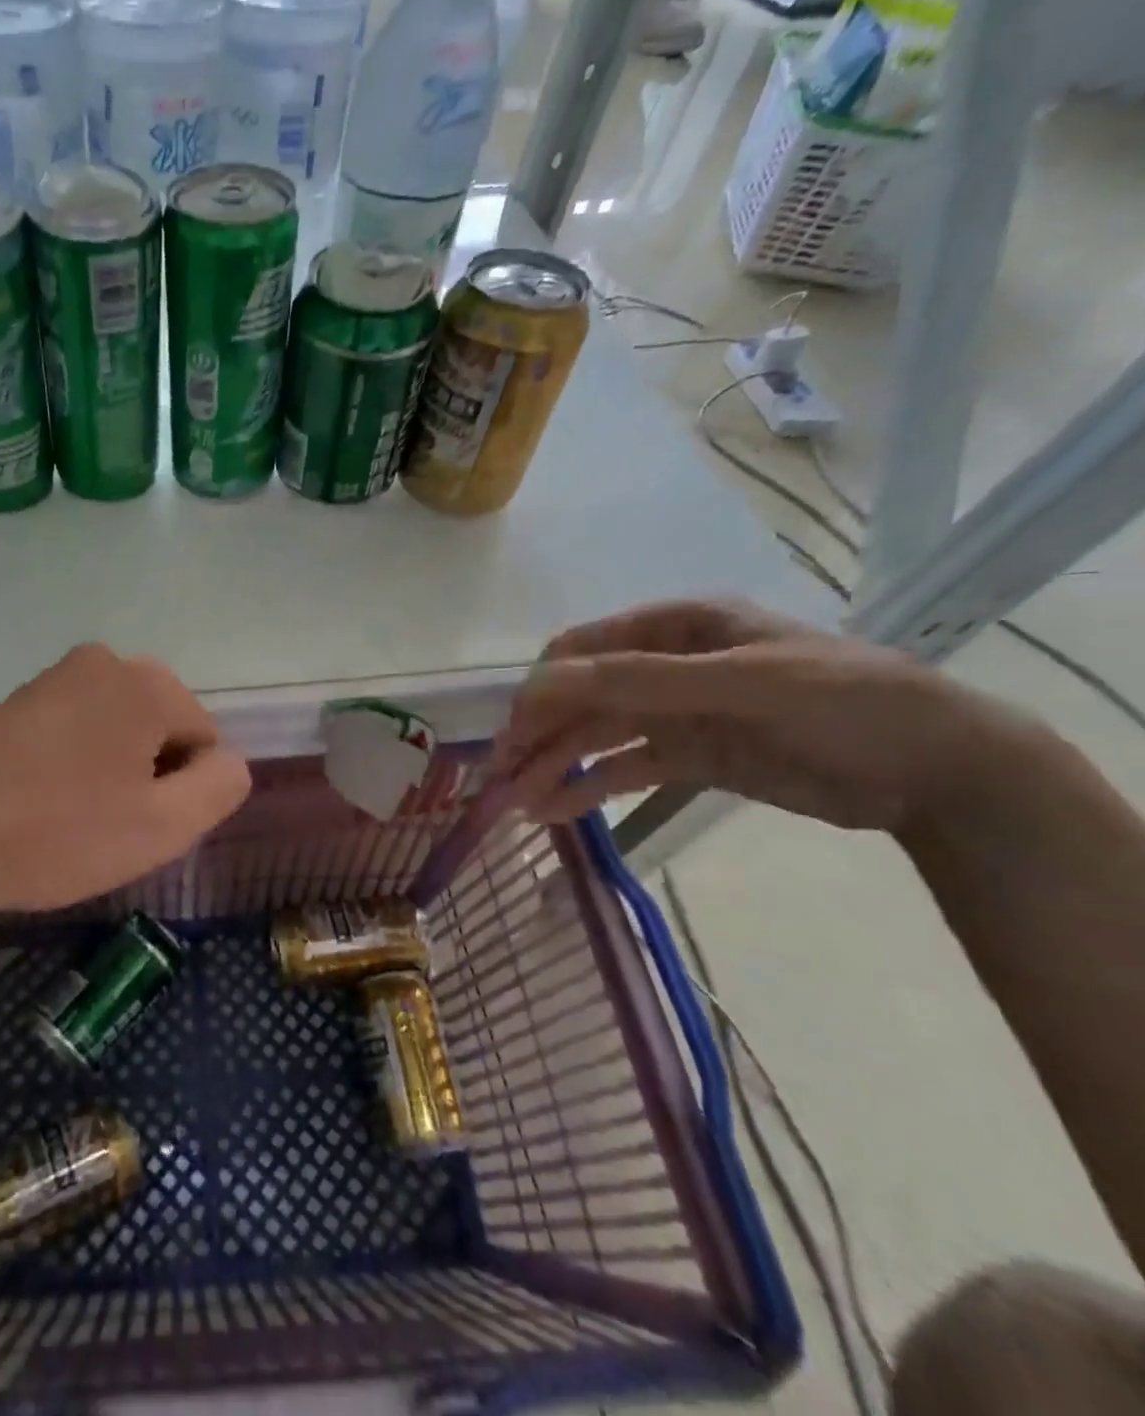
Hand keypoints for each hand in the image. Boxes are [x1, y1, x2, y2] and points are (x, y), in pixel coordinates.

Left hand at [0, 644, 250, 915]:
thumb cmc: (61, 834)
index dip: (182, 791)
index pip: (204, 739)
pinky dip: (74, 764)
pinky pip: (75, 731)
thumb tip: (227, 760)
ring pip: (118, 731)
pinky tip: (43, 801)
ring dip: (112, 772)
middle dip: (148, 776)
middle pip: (161, 729)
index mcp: (146, 682)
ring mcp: (54, 677)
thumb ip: (222, 786)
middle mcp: (102, 661)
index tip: (138, 823)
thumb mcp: (164, 826)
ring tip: (71, 816)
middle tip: (107, 824)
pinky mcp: (17, 700)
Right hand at [499, 599, 1027, 832]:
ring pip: (595, 737)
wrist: (940, 771)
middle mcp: (664, 665)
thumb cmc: (844, 702)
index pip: (582, 650)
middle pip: (580, 698)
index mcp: (674, 627)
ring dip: (554, 766)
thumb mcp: (741, 682)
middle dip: (538, 735)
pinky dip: (587, 788)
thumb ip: (640, 679)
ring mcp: (675, 713)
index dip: (540, 688)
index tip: (510, 731)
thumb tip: (542, 680)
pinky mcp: (688, 756)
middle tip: (499, 778)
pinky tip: (554, 811)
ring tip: (517, 805)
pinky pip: (623, 769)